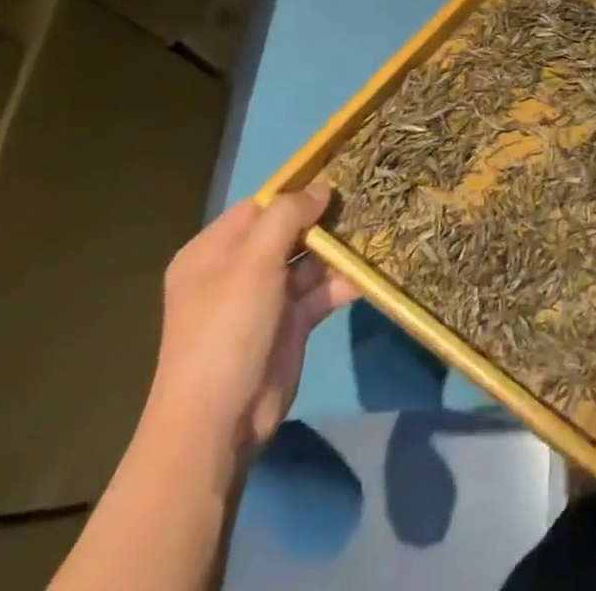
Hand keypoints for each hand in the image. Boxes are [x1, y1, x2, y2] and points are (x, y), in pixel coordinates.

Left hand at [141, 186, 361, 463]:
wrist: (219, 423)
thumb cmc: (226, 331)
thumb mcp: (253, 263)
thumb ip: (287, 216)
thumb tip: (321, 188)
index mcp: (213, 252)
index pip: (261, 206)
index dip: (298, 189)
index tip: (342, 173)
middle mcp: (238, 270)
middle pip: (290, 229)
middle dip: (327, 216)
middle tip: (371, 194)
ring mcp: (266, 297)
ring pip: (311, 258)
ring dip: (342, 246)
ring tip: (382, 223)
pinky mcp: (291, 322)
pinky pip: (322, 289)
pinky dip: (346, 278)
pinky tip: (376, 265)